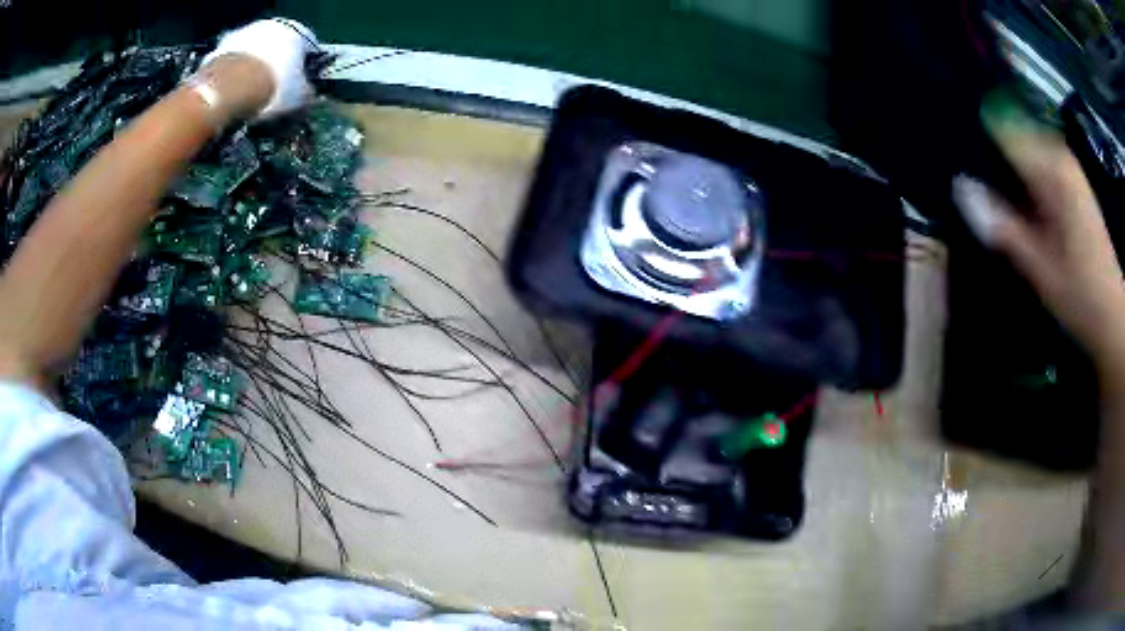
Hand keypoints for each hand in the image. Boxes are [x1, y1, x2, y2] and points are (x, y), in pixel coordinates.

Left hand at [201, 18, 318, 119]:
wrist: (226, 91)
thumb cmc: (271, 88)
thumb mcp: (300, 97)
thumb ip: (308, 93)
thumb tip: (309, 96)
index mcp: (296, 31)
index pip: (307, 46)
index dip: (305, 68)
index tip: (300, 87)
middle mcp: (270, 25)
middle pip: (276, 48)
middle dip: (274, 68)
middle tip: (272, 94)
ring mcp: (241, 35)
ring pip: (252, 55)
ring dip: (251, 72)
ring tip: (248, 100)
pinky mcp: (217, 50)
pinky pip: (230, 66)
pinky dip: (231, 80)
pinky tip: (230, 99)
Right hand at [952, 130, 1124, 367]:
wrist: (1113, 314)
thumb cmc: (1081, 295)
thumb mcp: (1041, 269)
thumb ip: (1003, 227)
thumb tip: (960, 188)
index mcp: (1050, 168)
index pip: (999, 126)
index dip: (975, 138)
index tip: (958, 159)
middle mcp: (1057, 153)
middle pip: (1010, 132)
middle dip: (990, 154)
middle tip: (973, 187)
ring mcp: (1065, 164)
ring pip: (1022, 146)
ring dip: (1005, 167)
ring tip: (991, 196)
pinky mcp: (1070, 178)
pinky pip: (1036, 161)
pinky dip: (1021, 176)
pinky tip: (1016, 202)